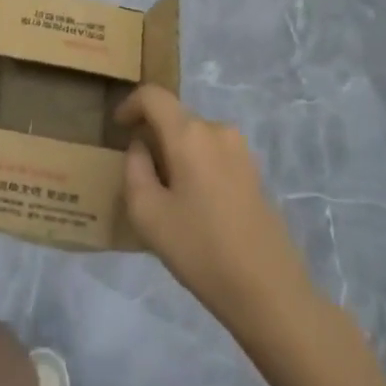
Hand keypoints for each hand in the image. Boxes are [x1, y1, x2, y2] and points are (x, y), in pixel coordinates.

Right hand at [118, 86, 319, 333]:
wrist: (268, 289)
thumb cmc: (199, 248)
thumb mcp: (146, 213)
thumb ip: (134, 169)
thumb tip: (141, 147)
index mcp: (189, 134)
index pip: (153, 96)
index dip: (130, 105)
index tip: (117, 128)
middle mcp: (218, 130)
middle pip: (175, 118)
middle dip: (152, 137)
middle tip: (136, 175)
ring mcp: (241, 150)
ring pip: (194, 138)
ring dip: (174, 154)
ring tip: (163, 196)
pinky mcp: (254, 172)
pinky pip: (213, 155)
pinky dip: (194, 167)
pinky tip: (191, 207)